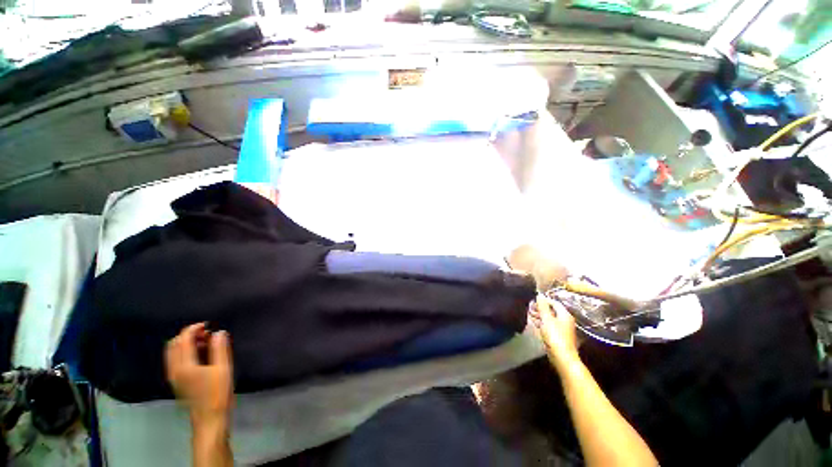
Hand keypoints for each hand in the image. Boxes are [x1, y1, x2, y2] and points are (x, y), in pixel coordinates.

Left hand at [165, 323, 233, 428]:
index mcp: (184, 366)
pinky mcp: (177, 382)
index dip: (194, 329)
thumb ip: (220, 349)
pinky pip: (175, 360)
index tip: (209, 325)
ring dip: (186, 343)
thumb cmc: (218, 393)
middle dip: (188, 335)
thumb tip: (219, 332)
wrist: (209, 419)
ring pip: (172, 352)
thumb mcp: (223, 368)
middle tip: (207, 334)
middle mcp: (174, 370)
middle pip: (173, 344)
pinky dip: (184, 352)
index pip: (183, 340)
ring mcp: (174, 377)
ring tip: (206, 343)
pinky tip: (200, 355)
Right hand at [530, 296, 579, 368]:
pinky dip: (541, 323)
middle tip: (529, 307)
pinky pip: (548, 326)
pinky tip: (533, 322)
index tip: (533, 300)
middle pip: (551, 310)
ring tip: (529, 314)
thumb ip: (543, 306)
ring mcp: (561, 329)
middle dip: (540, 308)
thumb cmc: (555, 335)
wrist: (561, 356)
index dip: (544, 300)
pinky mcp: (557, 336)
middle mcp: (564, 320)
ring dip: (539, 315)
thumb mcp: (547, 318)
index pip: (554, 302)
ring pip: (549, 318)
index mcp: (564, 314)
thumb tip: (540, 295)